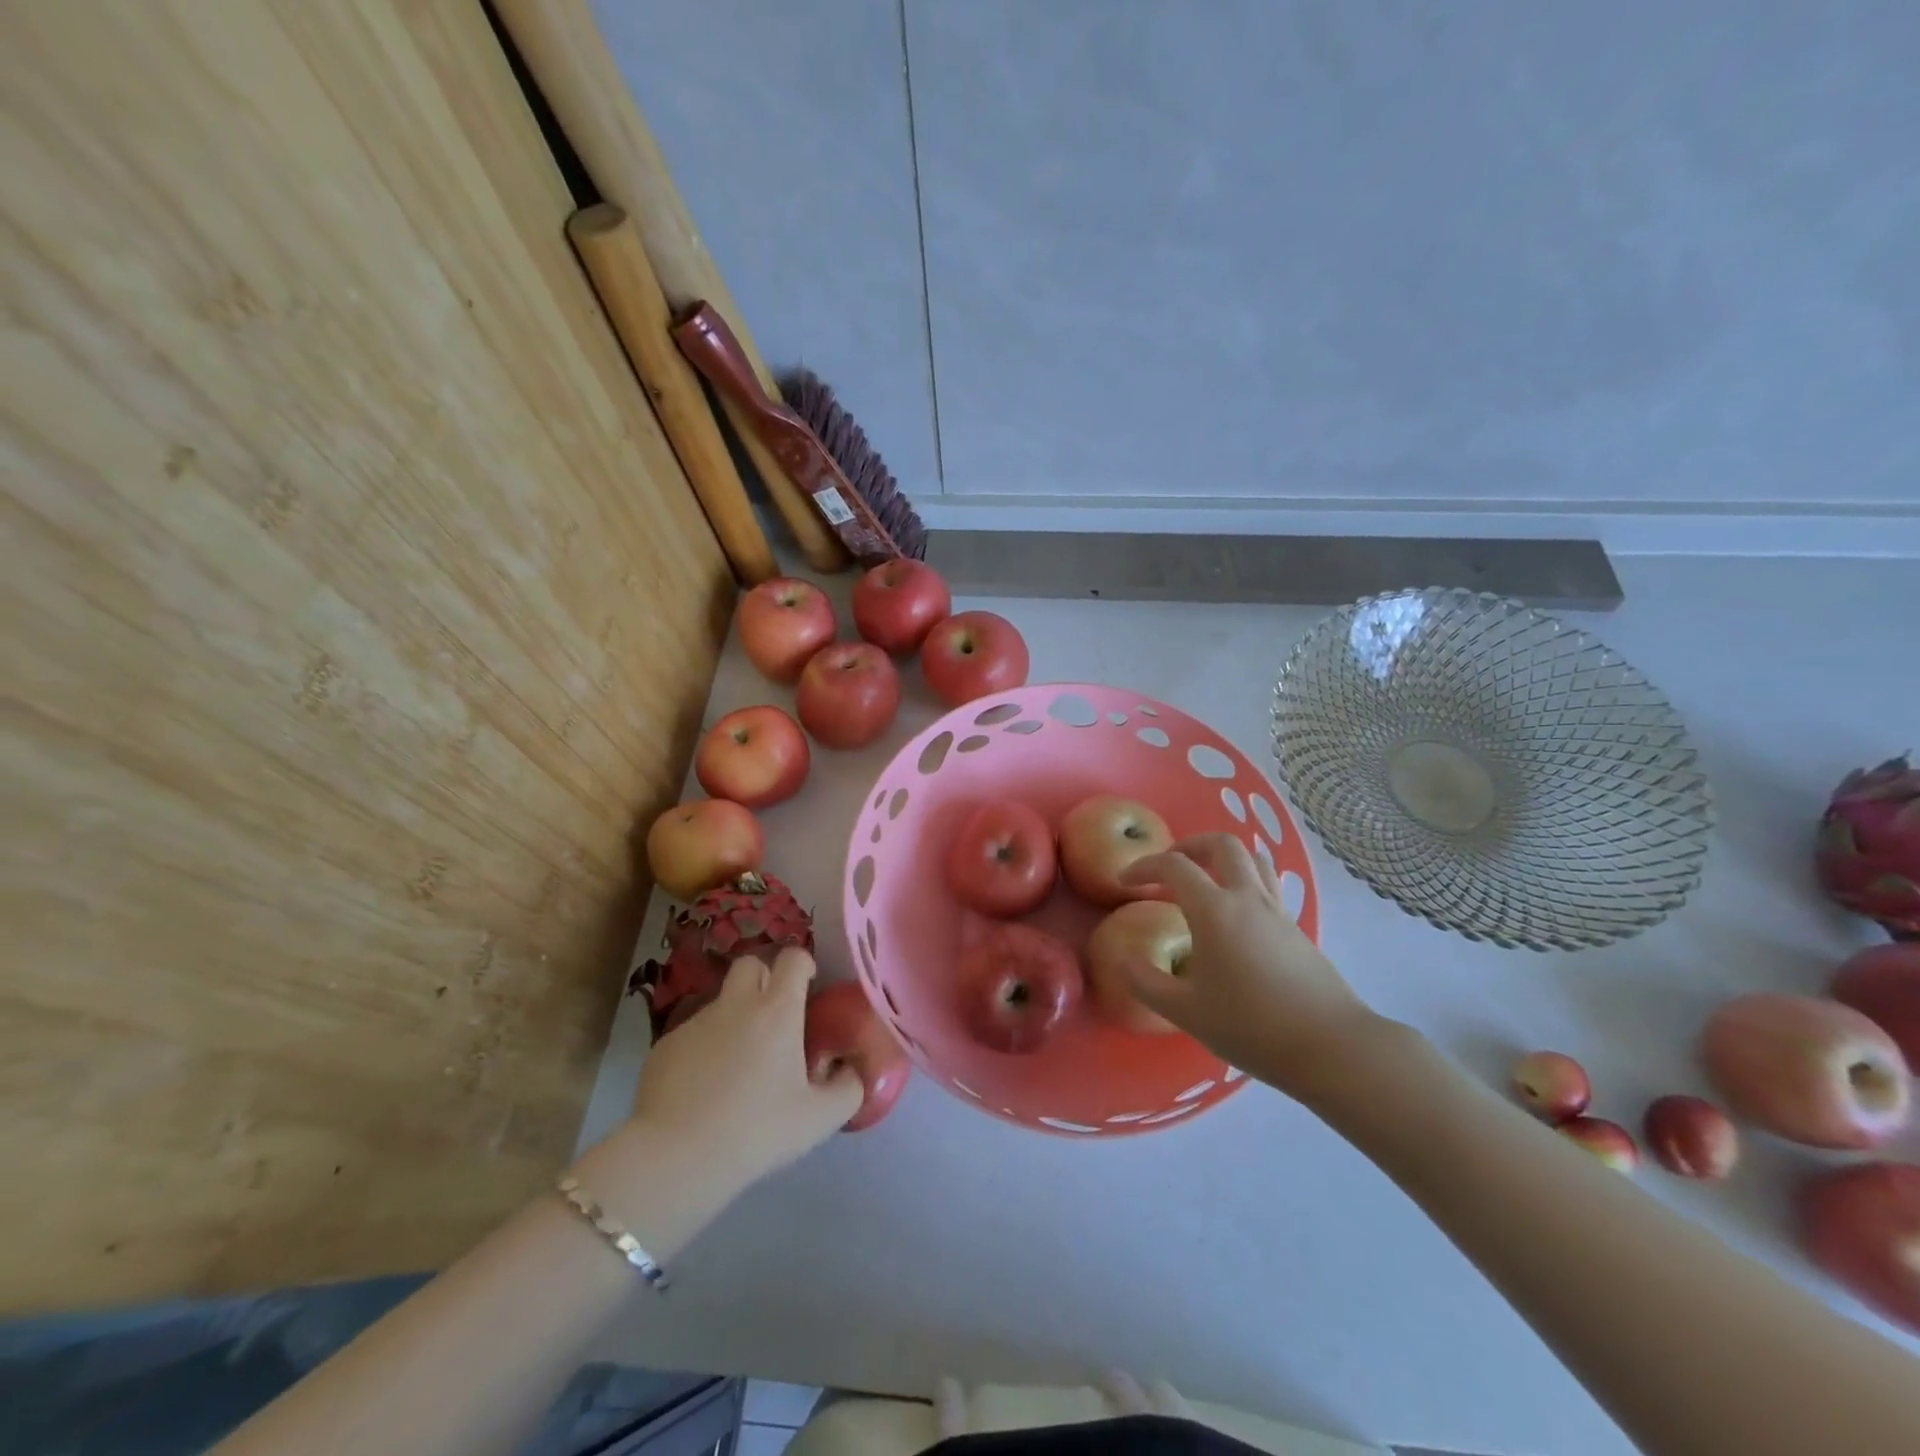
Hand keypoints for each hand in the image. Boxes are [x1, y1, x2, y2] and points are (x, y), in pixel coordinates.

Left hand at [627, 946, 862, 1191]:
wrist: (673, 1158)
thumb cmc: (755, 1131)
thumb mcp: (819, 1119)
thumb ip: (849, 1089)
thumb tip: (853, 1071)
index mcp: (777, 1010)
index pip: (793, 957)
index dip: (804, 966)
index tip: (809, 989)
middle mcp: (736, 1003)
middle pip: (752, 963)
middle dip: (765, 979)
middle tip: (775, 1016)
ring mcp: (696, 1022)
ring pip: (722, 1002)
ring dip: (735, 1018)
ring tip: (739, 1065)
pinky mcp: (665, 1046)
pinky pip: (694, 1034)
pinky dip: (705, 1049)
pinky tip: (704, 1090)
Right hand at [1118, 834, 1382, 1099]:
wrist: (1331, 1047)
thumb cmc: (1251, 1027)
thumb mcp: (1185, 1011)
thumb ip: (1145, 982)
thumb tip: (1122, 958)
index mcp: (1214, 910)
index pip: (1174, 866)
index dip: (1144, 865)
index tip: (1125, 881)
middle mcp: (1247, 899)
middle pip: (1222, 845)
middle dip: (1190, 845)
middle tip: (1169, 866)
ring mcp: (1277, 911)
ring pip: (1253, 858)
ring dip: (1223, 858)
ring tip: (1204, 879)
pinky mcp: (1297, 928)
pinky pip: (1268, 884)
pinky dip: (1245, 881)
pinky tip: (1234, 916)